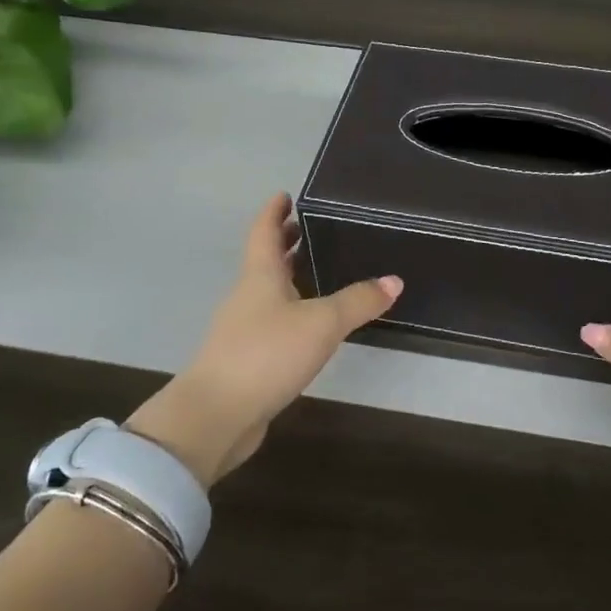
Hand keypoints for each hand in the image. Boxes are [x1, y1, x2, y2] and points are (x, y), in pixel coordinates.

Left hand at [125, 194, 401, 485]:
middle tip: (309, 228)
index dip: (274, 212)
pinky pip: (272, 321)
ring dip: (288, 276)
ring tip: (319, 270)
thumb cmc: (266, 354)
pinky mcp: (247, 358)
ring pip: (268, 291)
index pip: (264, 231)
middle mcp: (248, 296)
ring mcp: (243, 328)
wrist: (216, 415)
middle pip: (265, 260)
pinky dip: (291, 310)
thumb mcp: (322, 323)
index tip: (286, 195)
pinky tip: (311, 323)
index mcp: (260, 276)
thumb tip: (394, 280)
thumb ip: (358, 301)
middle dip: (285, 242)